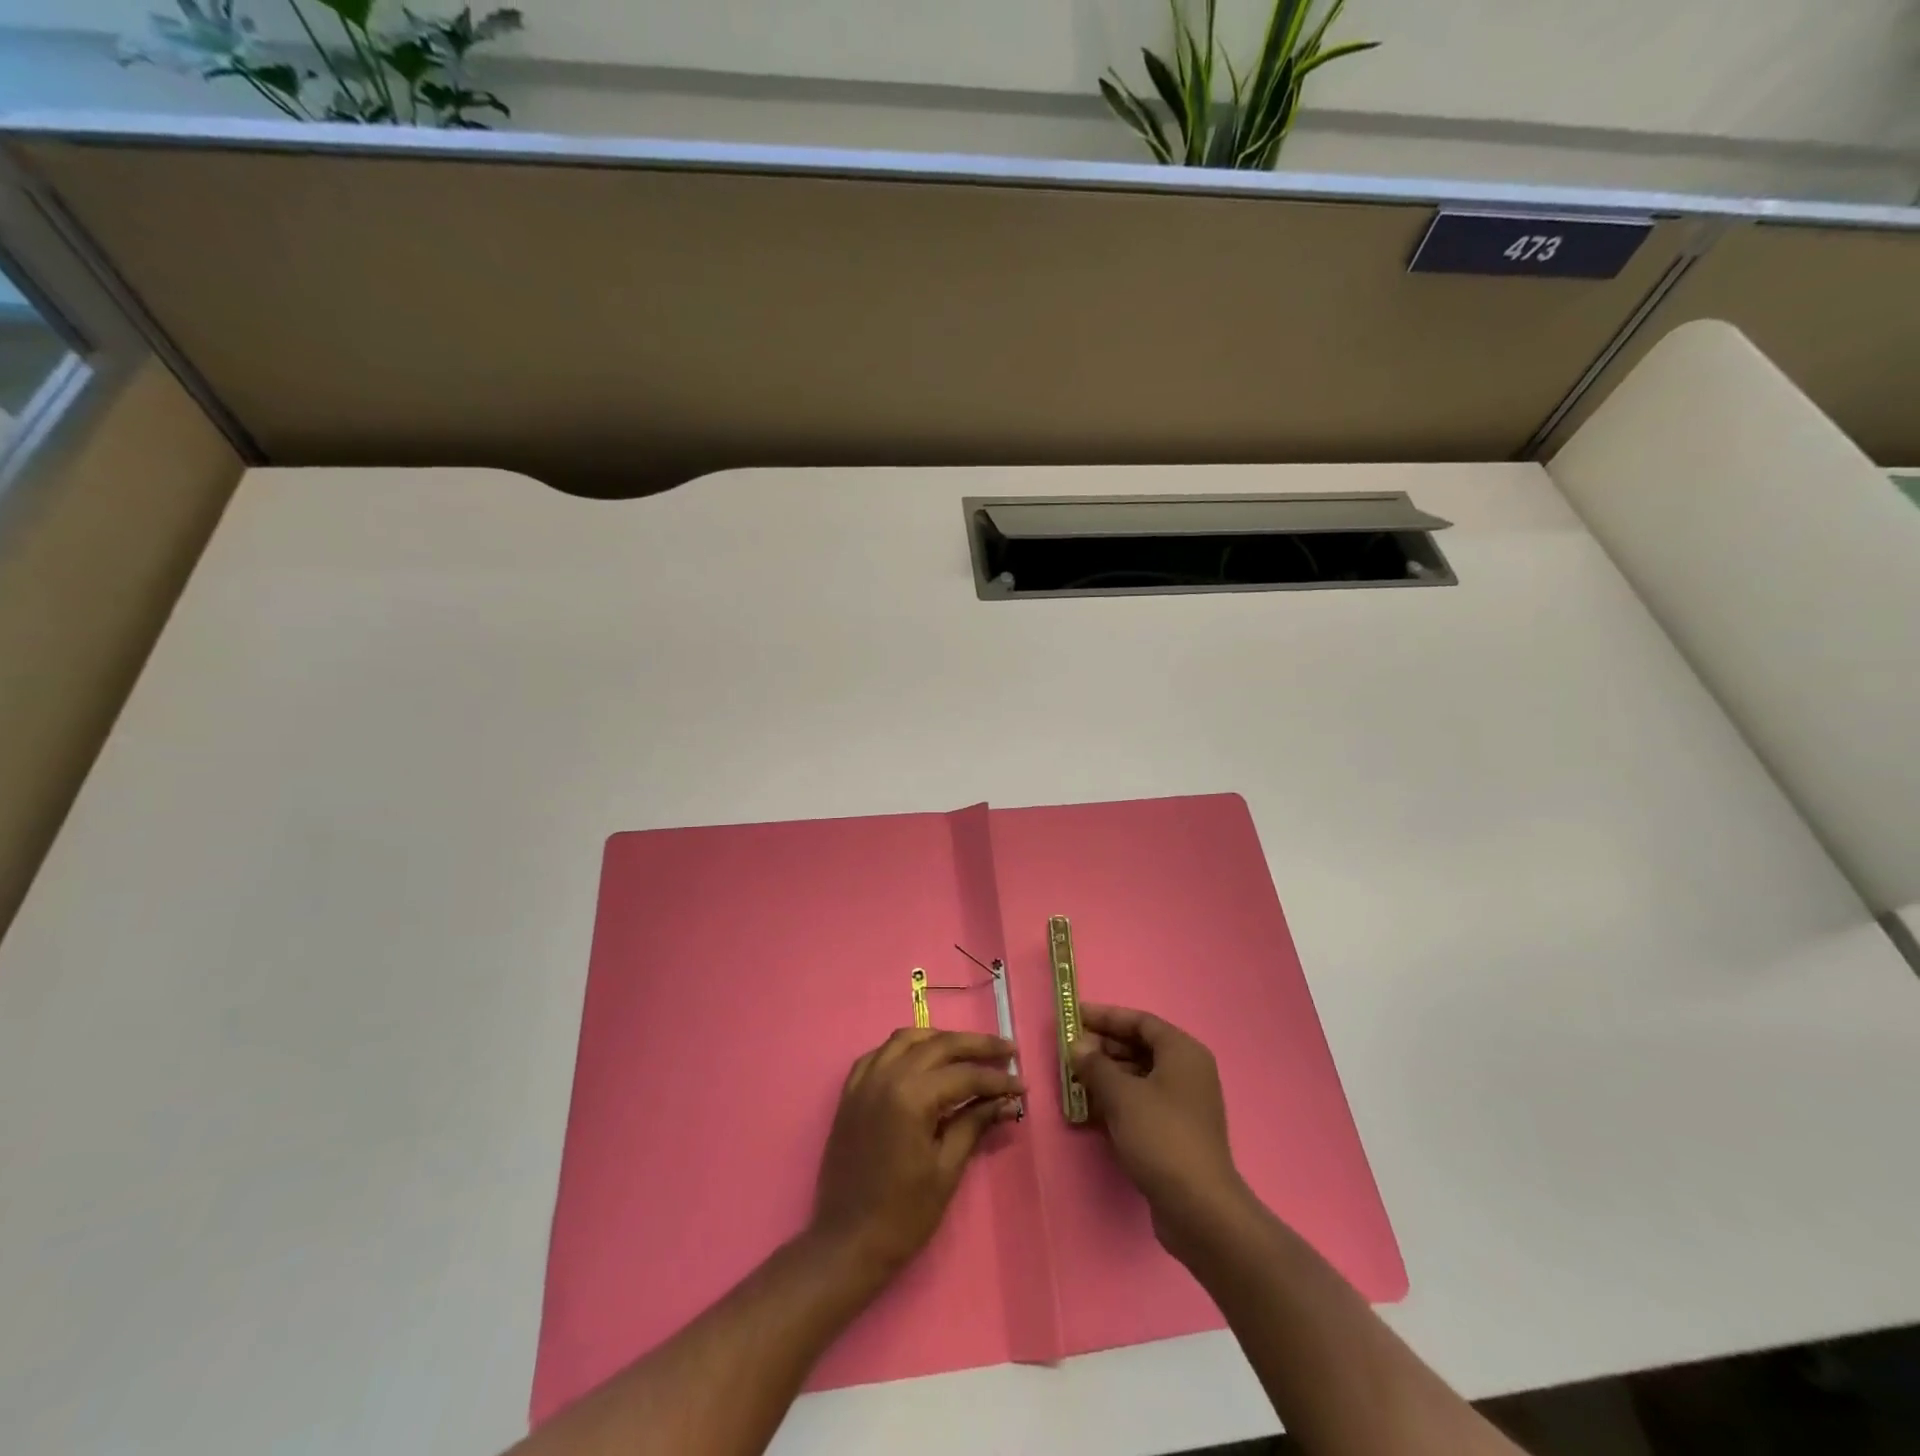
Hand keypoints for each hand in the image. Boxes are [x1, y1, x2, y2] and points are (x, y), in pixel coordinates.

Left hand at [810, 1028, 1022, 1282]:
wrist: (846, 1243)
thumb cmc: (903, 1214)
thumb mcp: (946, 1169)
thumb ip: (975, 1124)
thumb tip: (1006, 1100)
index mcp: (911, 1096)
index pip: (964, 1075)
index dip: (996, 1080)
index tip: (1022, 1084)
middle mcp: (886, 1075)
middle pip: (939, 1045)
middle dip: (977, 1046)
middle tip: (1007, 1051)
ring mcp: (865, 1080)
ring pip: (907, 1039)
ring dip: (941, 1039)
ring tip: (968, 1051)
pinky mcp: (851, 1091)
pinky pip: (880, 1053)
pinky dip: (905, 1048)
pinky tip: (922, 1059)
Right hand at [1069, 1004, 1248, 1255]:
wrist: (1199, 1208)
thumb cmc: (1161, 1136)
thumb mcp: (1122, 1095)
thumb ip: (1095, 1065)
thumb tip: (1077, 1045)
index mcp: (1182, 1052)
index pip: (1140, 1021)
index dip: (1106, 1016)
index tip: (1074, 1016)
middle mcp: (1187, 1071)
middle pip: (1139, 1047)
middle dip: (1102, 1048)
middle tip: (1068, 1051)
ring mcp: (1183, 1104)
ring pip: (1138, 1077)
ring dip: (1106, 1076)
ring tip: (1072, 1079)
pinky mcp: (1176, 1132)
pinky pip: (1142, 1103)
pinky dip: (1117, 1101)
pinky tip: (1089, 1109)